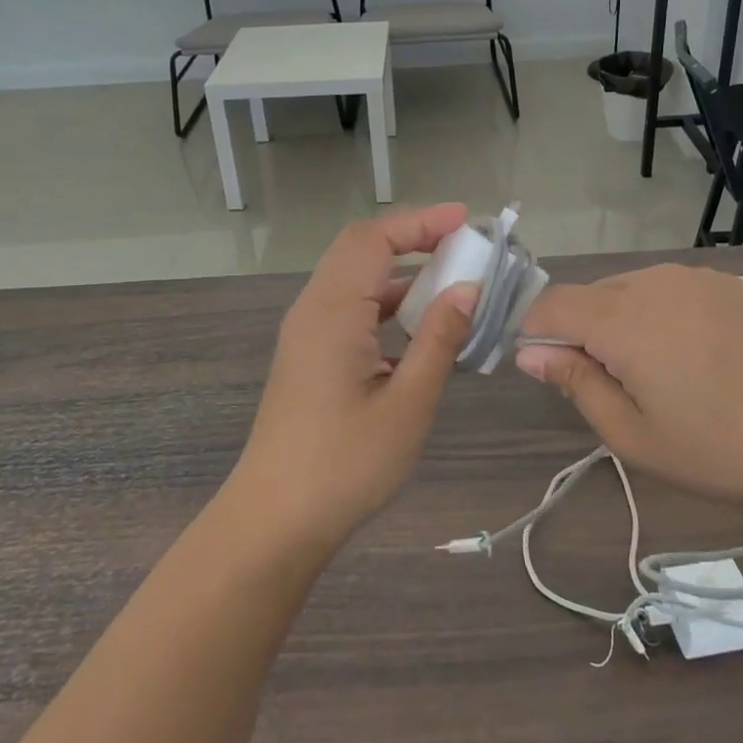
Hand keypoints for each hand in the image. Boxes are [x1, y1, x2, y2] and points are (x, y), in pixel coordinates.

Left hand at [231, 204, 479, 556]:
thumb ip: (439, 339)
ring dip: (398, 271)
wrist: (274, 521)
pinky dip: (384, 301)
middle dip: (411, 237)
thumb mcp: (407, 404)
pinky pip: (348, 307)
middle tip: (462, 244)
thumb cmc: (345, 465)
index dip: (421, 221)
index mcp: (333, 311)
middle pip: (360, 248)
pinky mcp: (308, 355)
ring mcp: (306, 332)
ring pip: (353, 277)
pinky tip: (418, 325)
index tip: (467, 220)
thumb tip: (469, 289)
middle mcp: (313, 309)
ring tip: (450, 279)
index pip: (375, 239)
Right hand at [515, 264, 742, 524]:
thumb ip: (575, 383)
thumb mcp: (634, 435)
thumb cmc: (723, 448)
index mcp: (621, 317)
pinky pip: (674, 290)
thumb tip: (530, 352)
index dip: (536, 331)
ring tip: (663, 377)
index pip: (550, 303)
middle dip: (584, 332)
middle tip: (615, 388)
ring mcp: (697, 277)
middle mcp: (653, 280)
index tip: (549, 369)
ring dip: (625, 324)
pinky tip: (702, 360)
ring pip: (633, 291)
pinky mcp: (732, 284)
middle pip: (591, 295)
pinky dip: (665, 316)